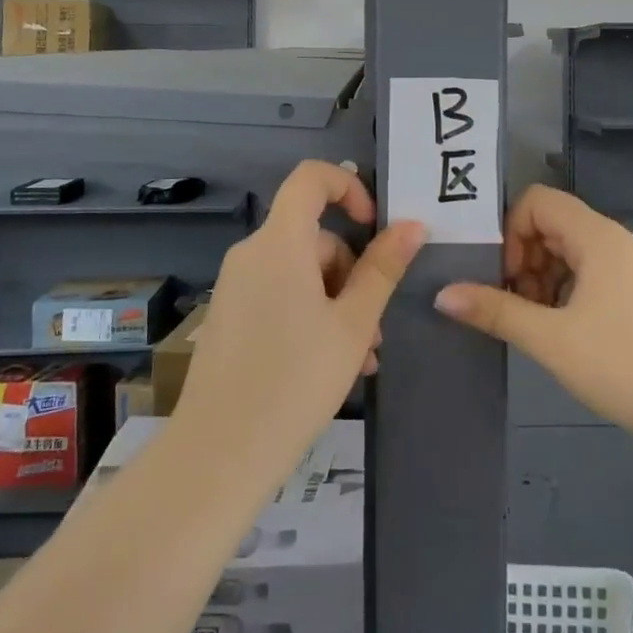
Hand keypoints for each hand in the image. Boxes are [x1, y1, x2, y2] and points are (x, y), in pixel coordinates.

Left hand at [172, 161, 424, 490]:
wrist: (219, 453)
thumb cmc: (296, 381)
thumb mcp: (353, 324)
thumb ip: (383, 269)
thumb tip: (413, 225)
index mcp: (280, 242)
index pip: (311, 178)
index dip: (348, 187)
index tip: (374, 227)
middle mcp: (251, 253)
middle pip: (313, 237)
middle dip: (351, 274)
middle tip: (375, 329)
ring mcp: (235, 286)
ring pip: (300, 273)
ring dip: (335, 303)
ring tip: (360, 359)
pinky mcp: (229, 315)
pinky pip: (278, 295)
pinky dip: (308, 314)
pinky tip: (329, 364)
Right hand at [434, 185, 632, 444]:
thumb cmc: (623, 366)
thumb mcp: (550, 339)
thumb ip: (494, 310)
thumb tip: (442, 293)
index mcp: (598, 237)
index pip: (538, 201)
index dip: (511, 231)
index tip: (505, 277)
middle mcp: (616, 240)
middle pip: (553, 223)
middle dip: (523, 258)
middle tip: (515, 303)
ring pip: (571, 250)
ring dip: (543, 277)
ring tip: (536, 322)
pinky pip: (591, 272)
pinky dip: (566, 290)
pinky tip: (563, 331)